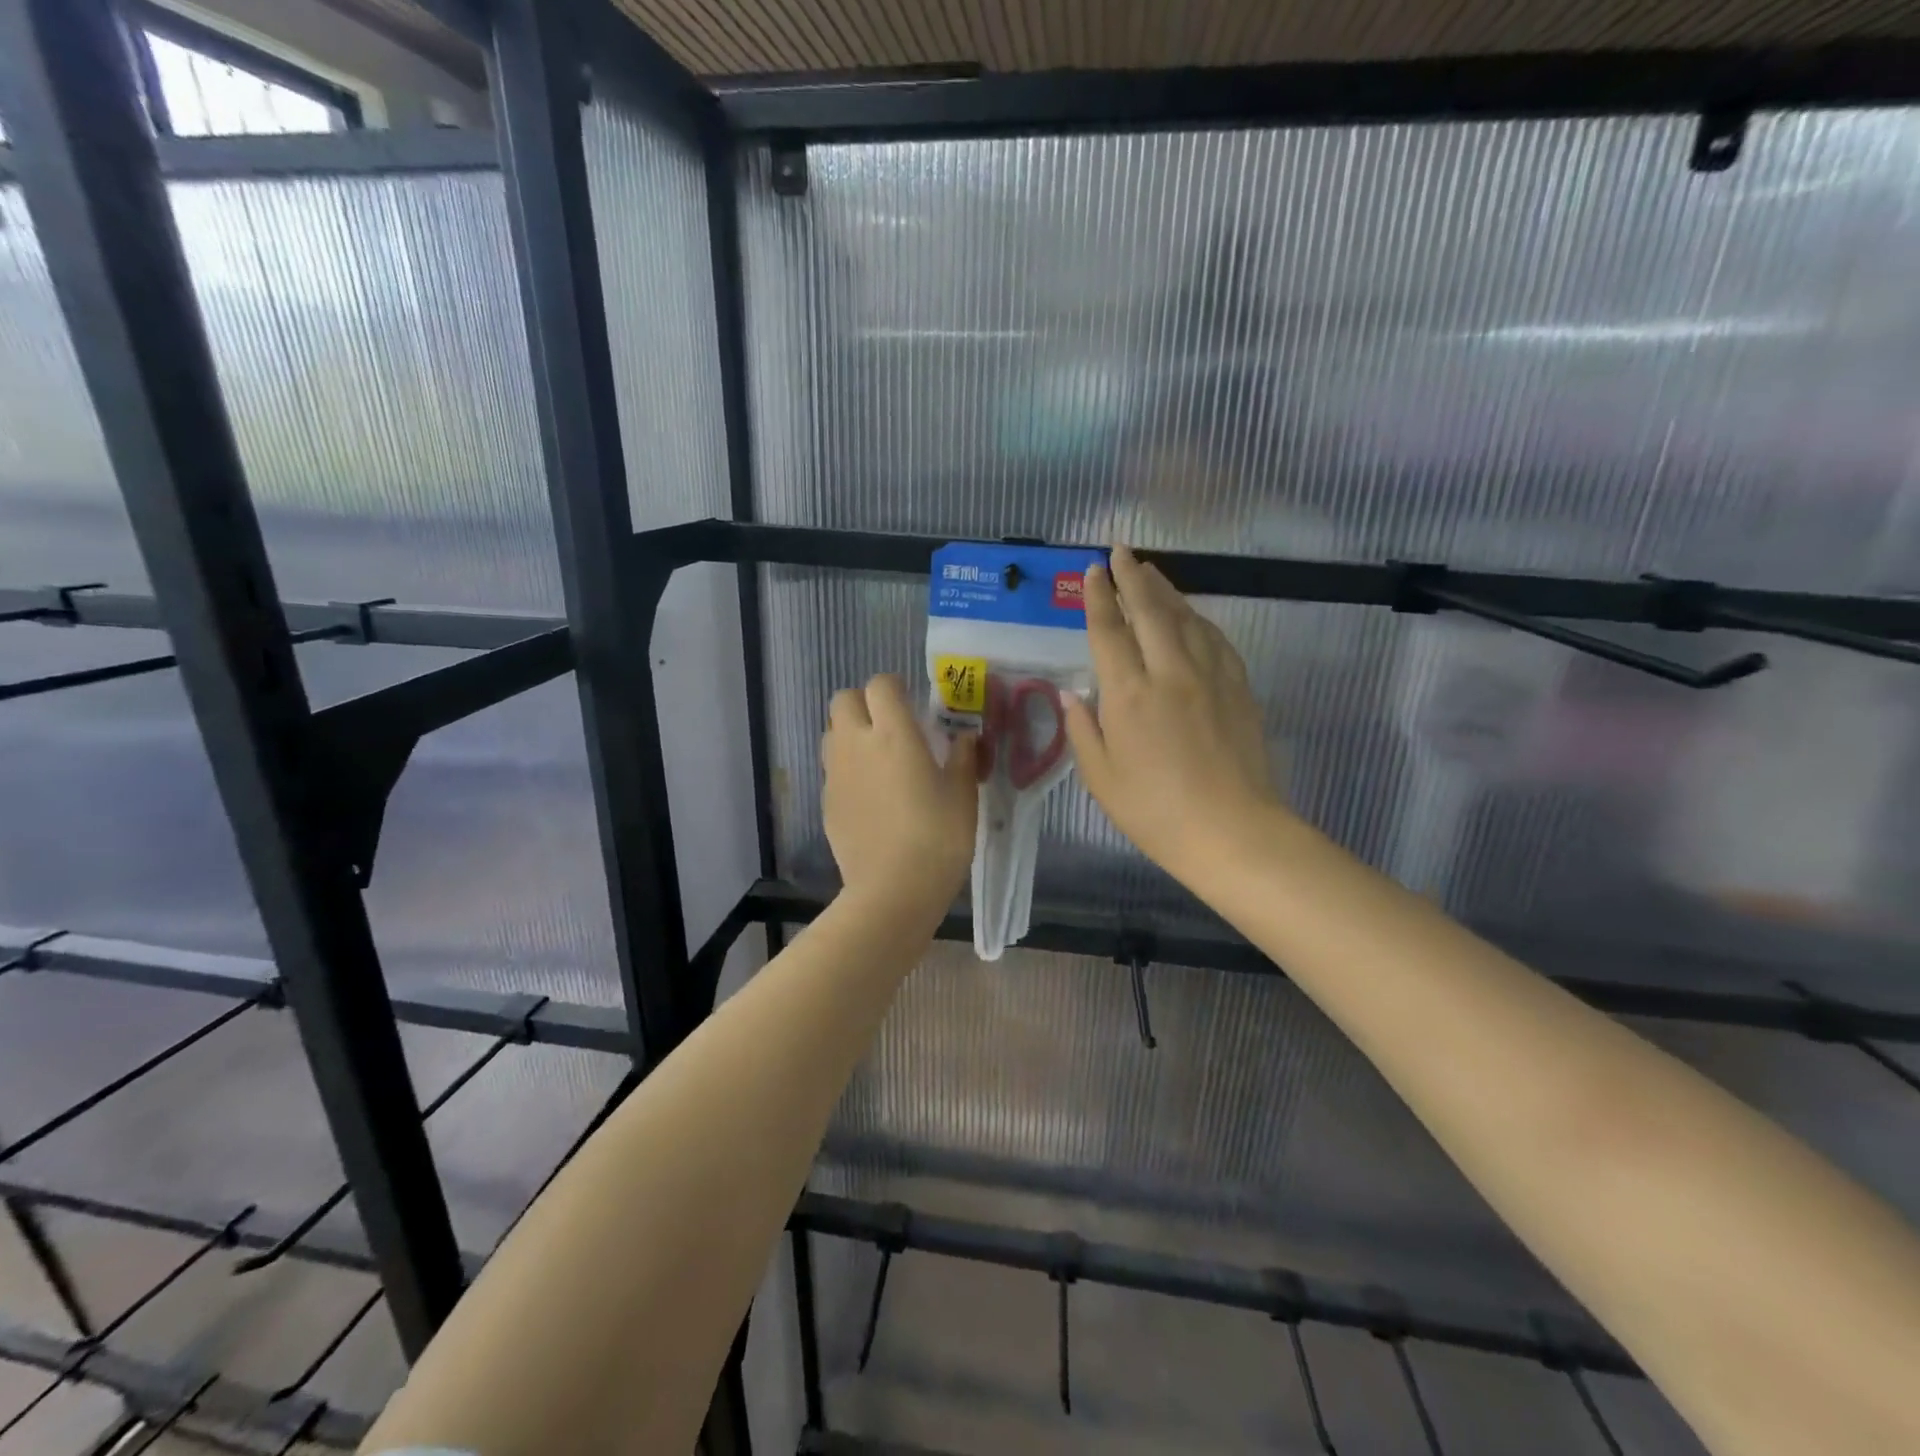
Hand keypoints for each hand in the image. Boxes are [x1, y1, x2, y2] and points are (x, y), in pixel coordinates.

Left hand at [822, 674, 977, 903]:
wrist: (892, 891)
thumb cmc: (938, 837)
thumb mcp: (962, 793)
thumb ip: (963, 756)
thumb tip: (966, 735)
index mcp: (893, 734)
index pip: (881, 684)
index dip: (895, 688)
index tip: (913, 705)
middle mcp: (856, 744)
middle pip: (844, 700)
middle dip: (865, 704)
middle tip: (891, 727)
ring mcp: (836, 774)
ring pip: (833, 733)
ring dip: (852, 734)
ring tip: (879, 760)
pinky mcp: (826, 802)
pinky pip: (833, 770)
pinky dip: (848, 771)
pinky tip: (871, 798)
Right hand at [1065, 545, 1281, 882]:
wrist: (1234, 832)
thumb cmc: (1156, 812)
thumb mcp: (1102, 779)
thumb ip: (1083, 731)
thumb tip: (1071, 694)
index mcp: (1129, 694)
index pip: (1109, 631)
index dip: (1097, 597)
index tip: (1091, 570)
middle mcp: (1169, 672)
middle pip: (1149, 610)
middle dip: (1131, 576)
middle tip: (1120, 550)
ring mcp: (1210, 676)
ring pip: (1186, 617)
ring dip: (1165, 590)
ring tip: (1150, 571)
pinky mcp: (1238, 687)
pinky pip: (1215, 638)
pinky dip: (1197, 618)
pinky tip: (1191, 614)